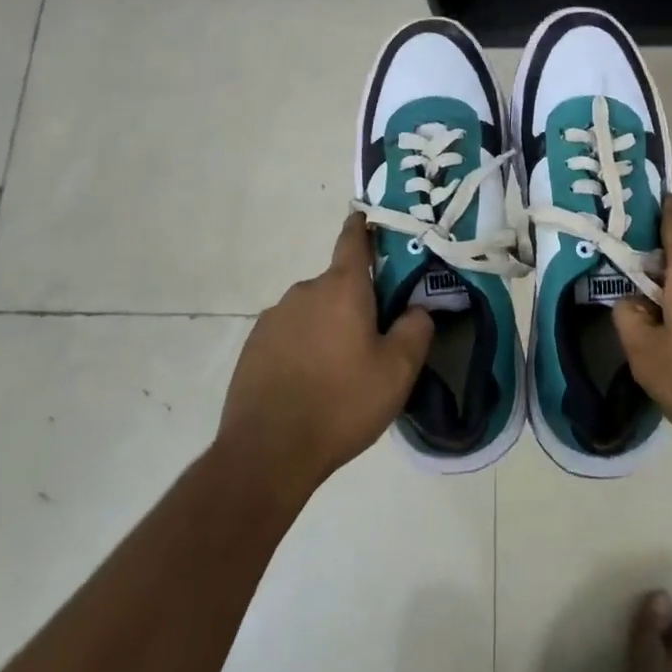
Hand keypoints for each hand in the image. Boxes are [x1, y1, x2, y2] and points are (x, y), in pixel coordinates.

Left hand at [219, 215, 433, 496]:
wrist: (267, 453)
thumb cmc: (341, 402)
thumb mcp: (398, 371)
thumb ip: (416, 330)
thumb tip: (418, 308)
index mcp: (341, 287)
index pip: (353, 240)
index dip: (363, 227)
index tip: (368, 218)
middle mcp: (304, 291)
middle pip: (337, 284)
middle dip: (355, 302)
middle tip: (373, 338)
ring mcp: (274, 318)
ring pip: (313, 312)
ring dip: (328, 328)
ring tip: (339, 371)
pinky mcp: (253, 346)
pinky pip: (289, 335)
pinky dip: (302, 348)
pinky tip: (309, 385)